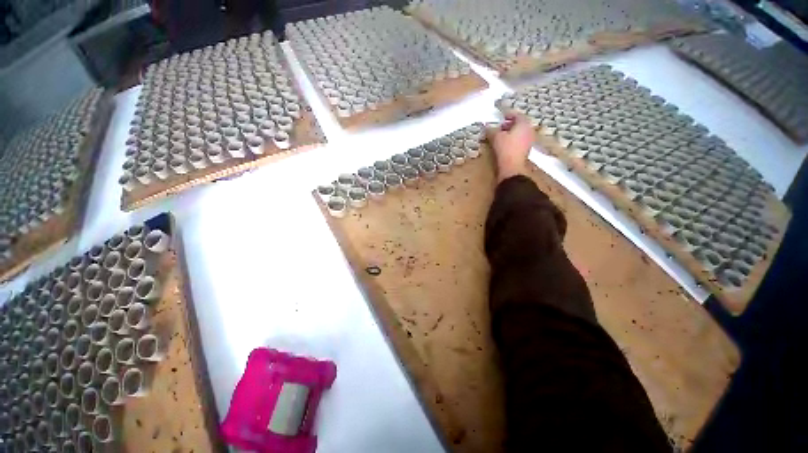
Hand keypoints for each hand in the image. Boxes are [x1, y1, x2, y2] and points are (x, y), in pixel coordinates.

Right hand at [487, 113, 533, 182]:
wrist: (512, 166)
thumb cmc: (505, 148)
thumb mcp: (495, 137)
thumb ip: (491, 130)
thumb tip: (486, 126)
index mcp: (524, 124)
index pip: (517, 115)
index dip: (508, 114)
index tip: (501, 116)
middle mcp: (529, 130)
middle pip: (520, 124)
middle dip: (510, 124)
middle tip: (500, 126)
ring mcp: (529, 140)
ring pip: (520, 132)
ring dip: (511, 132)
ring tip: (501, 136)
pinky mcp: (526, 150)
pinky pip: (520, 140)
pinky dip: (513, 139)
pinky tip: (505, 144)